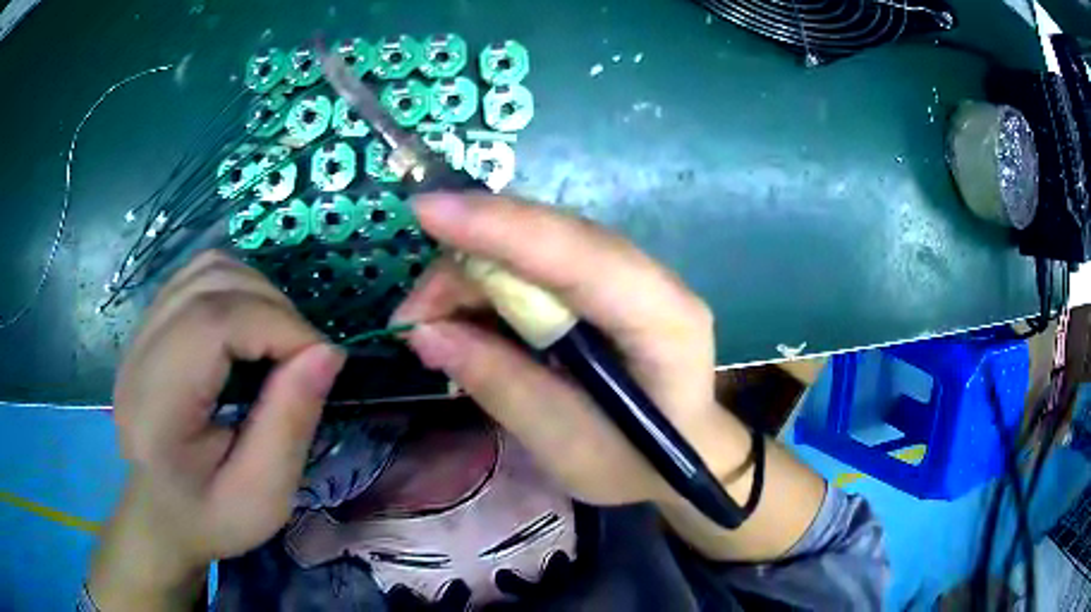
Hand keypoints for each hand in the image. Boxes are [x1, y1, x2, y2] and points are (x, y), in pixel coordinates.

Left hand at [91, 252, 344, 607]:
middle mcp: (138, 354)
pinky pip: (197, 278)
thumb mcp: (264, 496)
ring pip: (206, 269)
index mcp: (156, 406)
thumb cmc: (211, 517)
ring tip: (279, 340)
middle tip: (304, 357)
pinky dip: (237, 289)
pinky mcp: (149, 326)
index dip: (278, 326)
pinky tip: (250, 328)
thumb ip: (291, 425)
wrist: (161, 515)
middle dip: (274, 308)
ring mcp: (139, 333)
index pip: (213, 322)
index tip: (322, 362)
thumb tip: (327, 352)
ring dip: (257, 292)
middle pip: (211, 284)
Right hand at [395, 194, 825, 562]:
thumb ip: (501, 385)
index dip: (501, 229)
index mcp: (662, 320)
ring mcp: (631, 275)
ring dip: (473, 274)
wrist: (683, 457)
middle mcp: (651, 280)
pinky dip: (491, 285)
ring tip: (430, 326)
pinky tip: (463, 319)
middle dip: (469, 260)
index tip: (425, 212)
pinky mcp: (606, 282)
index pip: (579, 255)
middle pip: (550, 239)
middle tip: (413, 314)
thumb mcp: (566, 445)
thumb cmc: (636, 465)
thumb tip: (426, 332)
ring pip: (537, 244)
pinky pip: (538, 263)